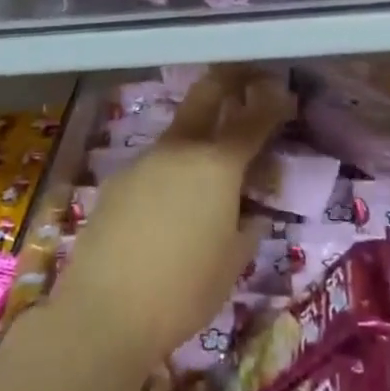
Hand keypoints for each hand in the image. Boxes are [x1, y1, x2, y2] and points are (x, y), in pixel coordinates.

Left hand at [50, 68, 292, 368]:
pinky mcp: (116, 182)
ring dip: (198, 133)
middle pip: (206, 95)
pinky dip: (170, 170)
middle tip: (247, 78)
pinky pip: (153, 165)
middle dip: (229, 80)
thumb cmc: (184, 291)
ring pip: (177, 133)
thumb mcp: (234, 262)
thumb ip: (248, 227)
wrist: (104, 312)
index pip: (253, 120)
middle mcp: (179, 150)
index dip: (273, 103)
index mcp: (218, 166)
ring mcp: (143, 162)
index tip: (285, 95)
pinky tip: (168, 205)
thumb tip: (252, 213)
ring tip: (209, 165)